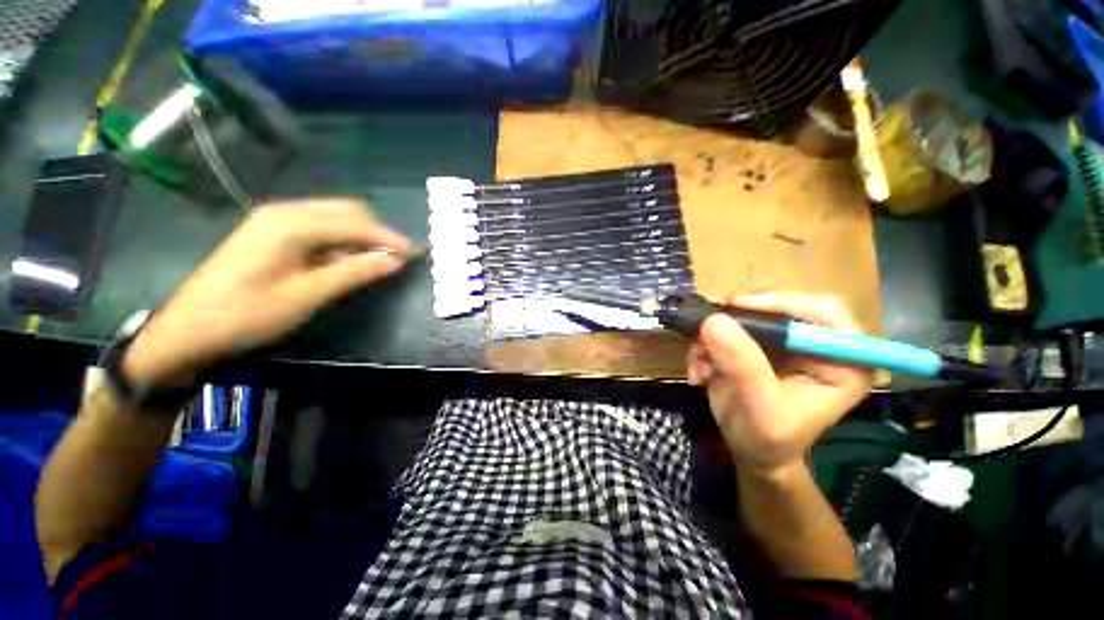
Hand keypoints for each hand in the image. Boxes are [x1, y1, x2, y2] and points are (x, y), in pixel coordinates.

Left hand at [123, 199, 413, 385]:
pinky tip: (346, 261)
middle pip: (347, 211)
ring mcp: (276, 221)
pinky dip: (341, 242)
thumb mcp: (306, 295)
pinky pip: (320, 229)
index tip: (415, 254)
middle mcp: (285, 213)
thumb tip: (395, 260)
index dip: (389, 238)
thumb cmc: (247, 314)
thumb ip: (353, 272)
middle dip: (376, 233)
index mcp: (291, 224)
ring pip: (335, 218)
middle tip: (395, 259)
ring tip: (376, 262)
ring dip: (360, 237)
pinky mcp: (273, 233)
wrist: (189, 329)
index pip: (356, 223)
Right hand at [686, 294, 871, 475]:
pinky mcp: (756, 346)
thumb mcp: (759, 407)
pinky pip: (725, 332)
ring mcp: (783, 343)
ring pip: (745, 317)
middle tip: (708, 330)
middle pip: (778, 307)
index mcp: (842, 361)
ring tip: (700, 365)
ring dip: (715, 338)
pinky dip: (706, 347)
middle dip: (739, 321)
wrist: (752, 453)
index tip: (738, 307)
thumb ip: (742, 365)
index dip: (781, 303)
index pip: (822, 311)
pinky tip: (699, 371)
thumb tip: (713, 320)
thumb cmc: (769, 440)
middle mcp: (815, 345)